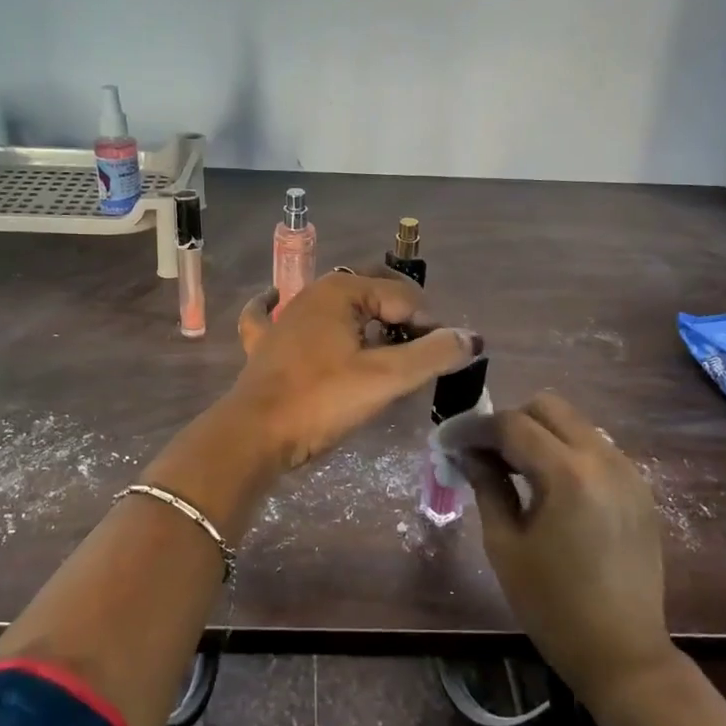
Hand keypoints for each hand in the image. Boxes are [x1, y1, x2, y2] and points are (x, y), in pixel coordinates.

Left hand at [232, 268, 480, 469]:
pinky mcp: (264, 343)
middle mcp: (311, 293)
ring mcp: (283, 317)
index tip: (437, 360)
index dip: (428, 326)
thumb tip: (471, 338)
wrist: (254, 434)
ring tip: (383, 345)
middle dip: (401, 313)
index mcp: (341, 290)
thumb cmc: (321, 400)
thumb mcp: (386, 378)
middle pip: (371, 291)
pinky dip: (279, 306)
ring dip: (361, 317)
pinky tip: (276, 300)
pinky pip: (271, 314)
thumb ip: (432, 354)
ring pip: (334, 305)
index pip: (404, 297)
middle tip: (419, 350)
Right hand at [444, 392, 671, 706]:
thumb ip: (487, 486)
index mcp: (568, 474)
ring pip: (575, 423)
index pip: (512, 424)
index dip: (474, 428)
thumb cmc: (552, 605)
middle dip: (510, 422)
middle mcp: (604, 459)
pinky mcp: (639, 489)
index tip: (448, 440)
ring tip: (514, 469)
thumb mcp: (505, 545)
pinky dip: (566, 451)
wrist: (623, 653)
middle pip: (548, 407)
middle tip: (485, 454)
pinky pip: (595, 447)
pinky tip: (550, 486)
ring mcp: (628, 471)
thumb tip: (467, 452)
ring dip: (540, 434)